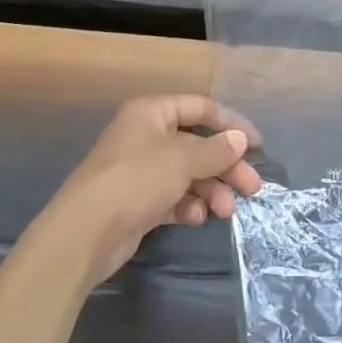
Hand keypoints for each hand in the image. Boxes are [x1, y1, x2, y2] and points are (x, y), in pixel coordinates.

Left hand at [40, 95, 261, 284]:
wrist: (84, 234)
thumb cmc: (135, 181)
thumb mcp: (181, 160)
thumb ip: (215, 150)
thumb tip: (240, 140)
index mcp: (151, 113)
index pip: (200, 108)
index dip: (230, 123)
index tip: (256, 145)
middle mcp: (146, 137)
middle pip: (197, 144)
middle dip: (225, 166)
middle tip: (252, 187)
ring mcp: (141, 171)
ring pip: (188, 173)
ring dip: (211, 189)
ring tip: (225, 210)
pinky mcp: (139, 202)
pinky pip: (173, 197)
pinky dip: (188, 206)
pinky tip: (195, 218)